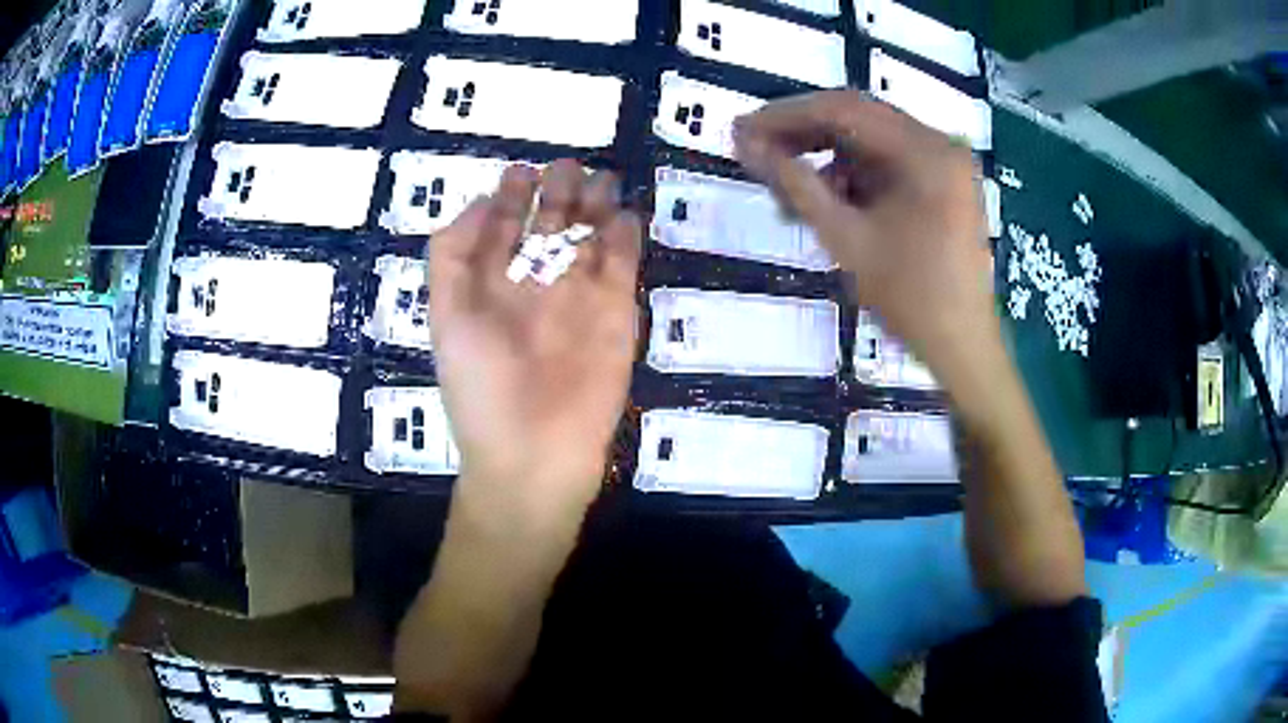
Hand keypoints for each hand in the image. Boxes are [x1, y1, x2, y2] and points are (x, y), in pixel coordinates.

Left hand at [428, 160, 640, 517]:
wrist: (534, 453)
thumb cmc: (480, 386)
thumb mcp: (446, 316)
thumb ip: (453, 255)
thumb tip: (480, 202)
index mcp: (493, 283)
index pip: (504, 226)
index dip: (510, 196)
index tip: (520, 171)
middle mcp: (535, 283)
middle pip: (551, 224)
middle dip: (559, 191)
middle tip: (567, 168)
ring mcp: (578, 296)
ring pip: (590, 236)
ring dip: (596, 205)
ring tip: (599, 179)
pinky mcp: (616, 313)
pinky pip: (623, 264)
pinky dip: (625, 237)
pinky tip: (623, 215)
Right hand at [733, 91, 994, 376]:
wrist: (962, 348)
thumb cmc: (910, 299)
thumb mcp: (845, 238)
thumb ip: (794, 184)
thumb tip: (744, 141)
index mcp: (925, 151)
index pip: (843, 109)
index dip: (786, 115)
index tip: (742, 130)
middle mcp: (939, 143)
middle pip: (858, 119)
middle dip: (803, 135)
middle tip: (755, 152)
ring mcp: (944, 162)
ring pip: (870, 142)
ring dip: (826, 160)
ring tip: (787, 193)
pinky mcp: (943, 183)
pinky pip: (888, 164)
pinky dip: (853, 178)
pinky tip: (827, 204)